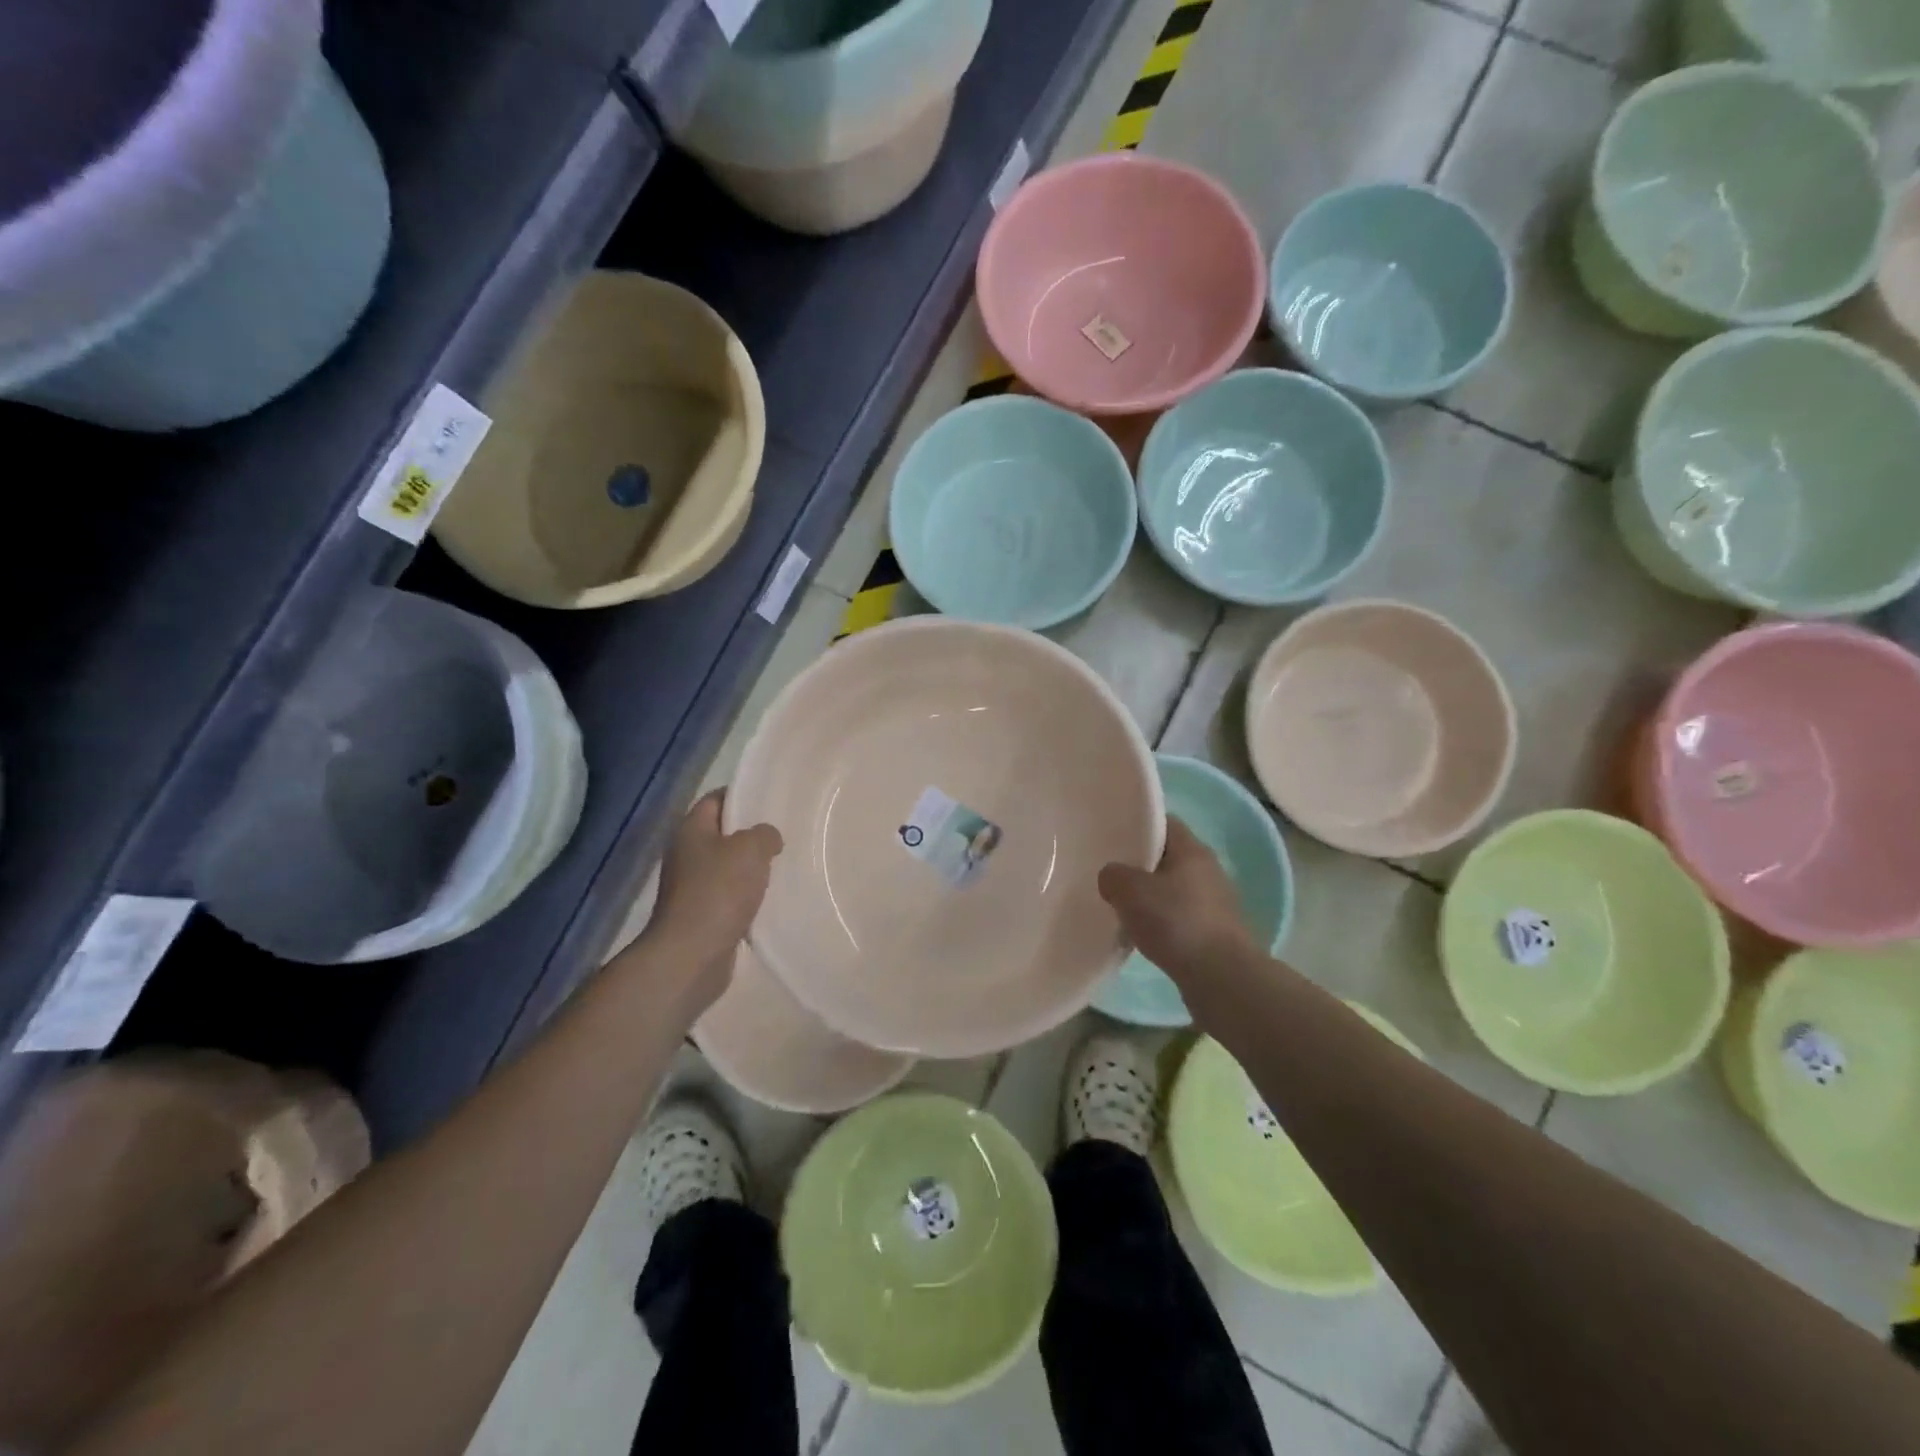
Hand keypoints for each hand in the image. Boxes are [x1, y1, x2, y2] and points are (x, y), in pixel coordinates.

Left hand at [645, 791, 783, 997]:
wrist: (691, 955)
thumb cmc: (718, 891)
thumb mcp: (751, 849)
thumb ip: (764, 834)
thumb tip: (768, 838)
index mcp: (691, 831)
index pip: (715, 800)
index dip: (741, 796)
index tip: (770, 799)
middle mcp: (686, 855)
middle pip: (722, 834)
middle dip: (751, 834)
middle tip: (784, 833)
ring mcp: (692, 888)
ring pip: (728, 867)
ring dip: (751, 868)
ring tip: (783, 865)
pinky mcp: (703, 915)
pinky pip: (730, 896)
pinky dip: (748, 896)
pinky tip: (771, 898)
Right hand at [1099, 817, 1254, 977]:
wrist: (1221, 978)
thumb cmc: (1176, 922)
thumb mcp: (1130, 890)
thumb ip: (1113, 875)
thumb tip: (1112, 877)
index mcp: (1192, 849)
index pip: (1163, 823)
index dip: (1137, 825)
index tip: (1111, 836)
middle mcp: (1208, 870)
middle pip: (1167, 857)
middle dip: (1139, 865)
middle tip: (1109, 874)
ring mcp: (1214, 904)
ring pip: (1172, 890)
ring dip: (1149, 898)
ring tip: (1120, 908)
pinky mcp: (1213, 934)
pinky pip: (1179, 919)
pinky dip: (1160, 924)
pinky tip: (1141, 937)